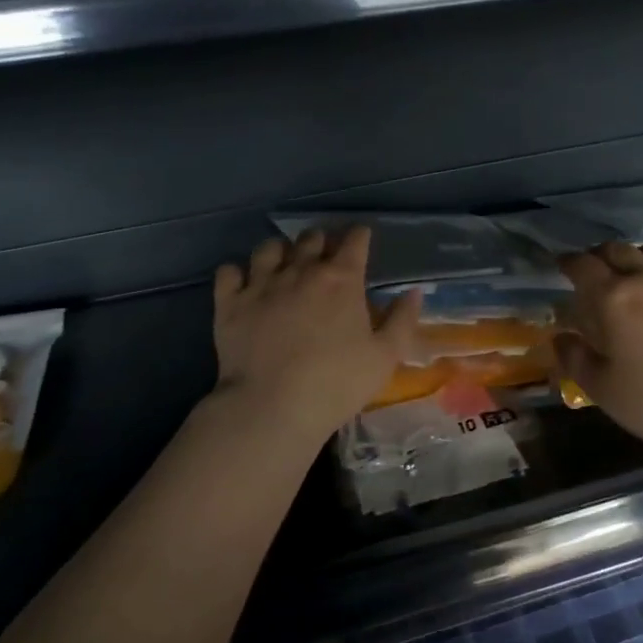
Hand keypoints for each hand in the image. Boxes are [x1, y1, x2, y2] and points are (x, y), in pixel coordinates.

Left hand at [212, 226, 421, 442]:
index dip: (359, 236)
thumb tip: (413, 292)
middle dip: (321, 241)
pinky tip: (243, 284)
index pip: (354, 240)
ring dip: (281, 251)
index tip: (362, 239)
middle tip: (325, 256)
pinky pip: (229, 271)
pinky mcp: (230, 303)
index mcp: (341, 279)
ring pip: (269, 247)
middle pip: (311, 238)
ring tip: (284, 265)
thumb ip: (402, 320)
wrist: (272, 406)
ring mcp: (261, 283)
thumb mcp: (385, 357)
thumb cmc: (337, 383)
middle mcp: (301, 270)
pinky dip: (237, 273)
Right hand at [555, 242, 642, 460]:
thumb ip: (575, 359)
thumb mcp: (602, 390)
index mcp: (613, 300)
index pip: (583, 266)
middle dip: (601, 255)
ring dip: (641, 257)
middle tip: (597, 270)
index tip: (562, 266)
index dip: (569, 262)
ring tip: (639, 273)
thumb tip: (561, 336)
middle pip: (619, 250)